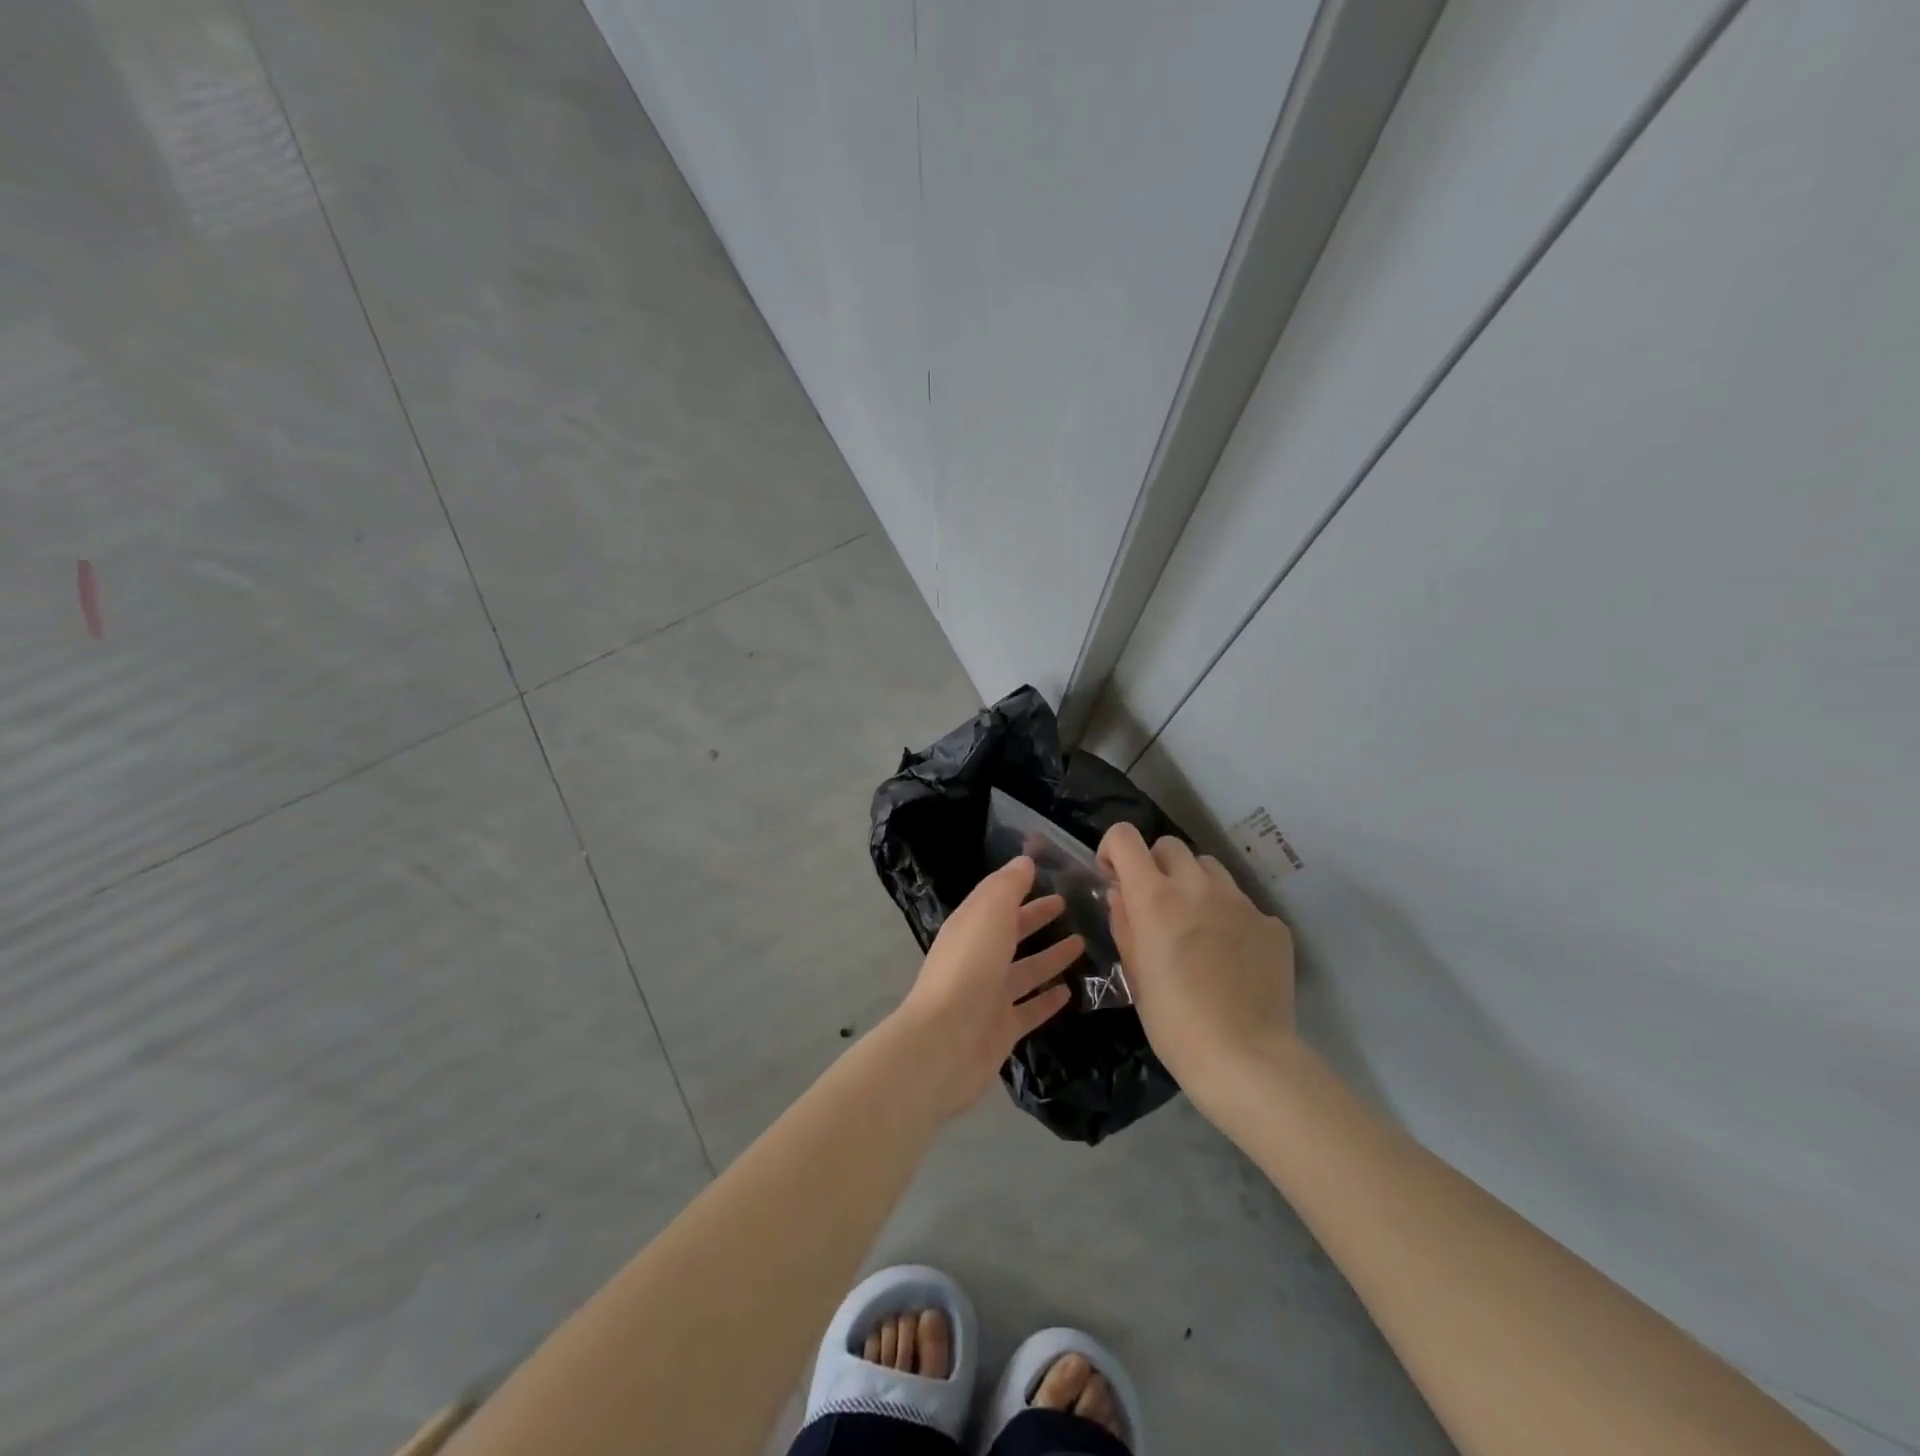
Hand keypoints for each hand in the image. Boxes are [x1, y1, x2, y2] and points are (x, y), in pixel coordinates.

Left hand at [886, 857, 1081, 1117]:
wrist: (946, 1041)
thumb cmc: (969, 966)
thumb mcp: (989, 912)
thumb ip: (1008, 885)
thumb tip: (1024, 861)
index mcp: (970, 926)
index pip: (997, 900)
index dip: (1021, 887)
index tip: (1052, 876)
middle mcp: (978, 958)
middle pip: (1011, 933)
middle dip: (1037, 918)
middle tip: (1069, 906)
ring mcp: (990, 995)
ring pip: (1025, 970)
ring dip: (1050, 957)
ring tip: (1082, 944)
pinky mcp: (1002, 1029)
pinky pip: (1030, 1009)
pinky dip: (1047, 999)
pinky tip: (1070, 992)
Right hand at [1098, 823, 1295, 1112]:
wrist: (1247, 1059)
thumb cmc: (1174, 1023)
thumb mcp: (1135, 974)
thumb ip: (1124, 924)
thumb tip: (1121, 894)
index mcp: (1155, 897)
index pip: (1125, 837)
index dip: (1113, 850)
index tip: (1114, 878)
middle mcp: (1197, 886)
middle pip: (1170, 845)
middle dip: (1155, 866)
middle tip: (1155, 904)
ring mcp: (1240, 902)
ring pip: (1209, 867)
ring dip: (1194, 884)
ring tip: (1196, 925)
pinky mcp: (1272, 923)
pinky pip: (1242, 903)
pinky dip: (1229, 917)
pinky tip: (1231, 956)